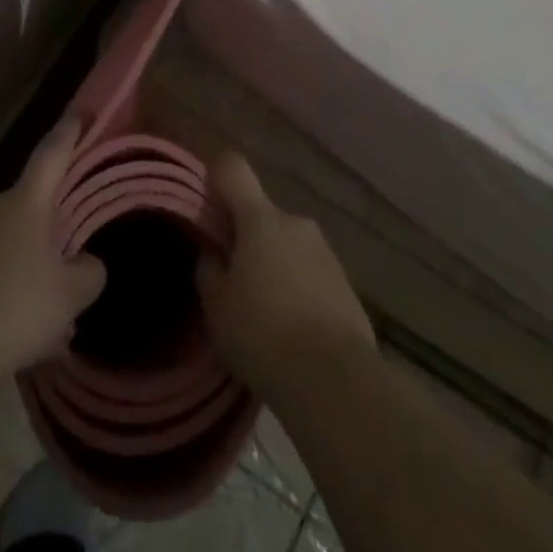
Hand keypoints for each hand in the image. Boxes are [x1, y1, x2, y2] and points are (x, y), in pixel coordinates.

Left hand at [0, 115, 106, 384]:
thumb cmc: (15, 310)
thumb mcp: (71, 296)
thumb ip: (89, 272)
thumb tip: (86, 263)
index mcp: (25, 203)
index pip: (52, 154)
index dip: (69, 131)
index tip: (81, 110)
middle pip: (25, 209)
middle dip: (42, 234)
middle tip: (58, 272)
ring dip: (14, 266)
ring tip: (28, 315)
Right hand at [195, 153, 374, 401]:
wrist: (336, 382)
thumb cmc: (263, 334)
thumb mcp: (218, 307)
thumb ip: (209, 271)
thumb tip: (213, 254)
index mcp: (260, 219)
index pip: (234, 170)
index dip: (217, 173)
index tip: (206, 193)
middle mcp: (296, 224)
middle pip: (262, 215)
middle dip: (246, 237)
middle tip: (232, 276)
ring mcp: (326, 252)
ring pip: (288, 246)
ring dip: (274, 264)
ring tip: (263, 311)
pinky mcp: (347, 285)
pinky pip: (311, 274)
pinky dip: (298, 288)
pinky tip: (292, 328)